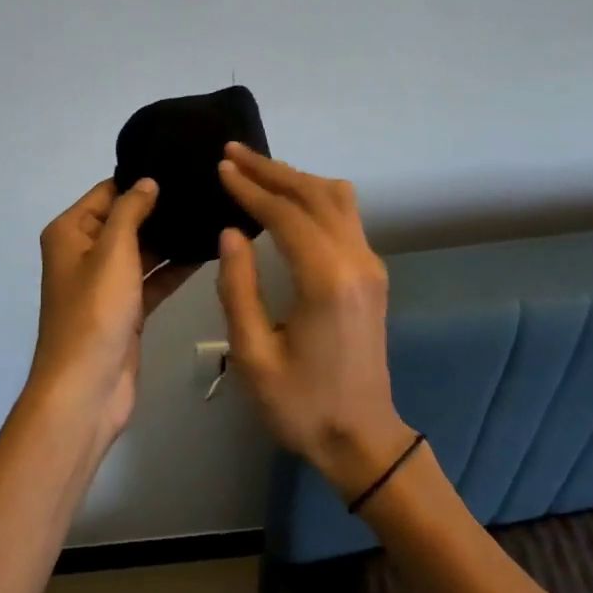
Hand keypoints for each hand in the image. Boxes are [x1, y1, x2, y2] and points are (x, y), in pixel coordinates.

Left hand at [32, 179, 196, 450]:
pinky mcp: (126, 309)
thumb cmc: (94, 312)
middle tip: (205, 188)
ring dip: (171, 239)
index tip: (181, 164)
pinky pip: (152, 279)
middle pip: (126, 219)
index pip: (107, 192)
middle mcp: (84, 253)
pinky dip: (174, 268)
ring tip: (212, 214)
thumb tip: (147, 181)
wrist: (86, 389)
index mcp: (70, 232)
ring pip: (143, 250)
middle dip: (160, 208)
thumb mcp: (112, 251)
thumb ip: (131, 211)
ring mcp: (106, 283)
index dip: (140, 179)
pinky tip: (207, 252)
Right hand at [215, 143, 411, 501]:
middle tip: (232, 153)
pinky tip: (288, 199)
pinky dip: (314, 196)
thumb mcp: (253, 355)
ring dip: (296, 177)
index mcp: (326, 280)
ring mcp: (370, 265)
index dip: (251, 187)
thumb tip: (231, 232)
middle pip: (314, 194)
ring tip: (257, 169)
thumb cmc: (301, 405)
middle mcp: (356, 261)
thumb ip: (239, 288)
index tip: (221, 167)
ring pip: (337, 198)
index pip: (286, 214)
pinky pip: (345, 216)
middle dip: (271, 170)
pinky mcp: (372, 274)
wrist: (361, 439)